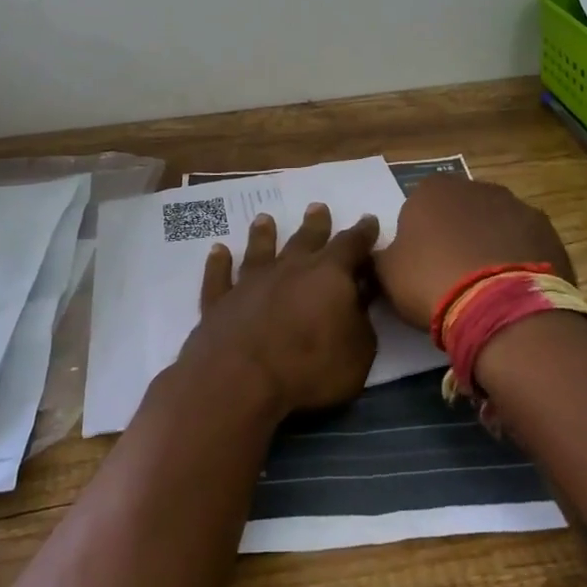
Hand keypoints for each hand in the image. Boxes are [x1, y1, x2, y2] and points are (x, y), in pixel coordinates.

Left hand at [180, 203, 381, 415]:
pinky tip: (218, 251)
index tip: (368, 220)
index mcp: (329, 275)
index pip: (351, 246)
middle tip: (317, 207)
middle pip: (305, 239)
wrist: (241, 379)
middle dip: (315, 224)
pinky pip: (219, 277)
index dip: (362, 233)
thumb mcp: (359, 351)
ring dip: (263, 234)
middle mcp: (289, 268)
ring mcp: (251, 282)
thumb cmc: (310, 368)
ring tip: (264, 219)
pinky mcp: (220, 301)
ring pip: (259, 250)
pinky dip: (218, 263)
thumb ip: (361, 320)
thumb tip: (360, 298)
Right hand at [372, 174, 573, 332]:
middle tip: (452, 275)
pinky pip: (525, 242)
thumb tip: (380, 251)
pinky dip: (519, 258)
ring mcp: (515, 205)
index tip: (421, 266)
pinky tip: (514, 287)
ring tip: (487, 285)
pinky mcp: (546, 229)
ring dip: (490, 244)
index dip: (419, 237)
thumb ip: (381, 255)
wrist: (499, 306)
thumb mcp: (387, 274)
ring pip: (495, 223)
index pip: (418, 207)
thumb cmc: (431, 281)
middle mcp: (475, 186)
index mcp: (432, 189)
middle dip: (457, 235)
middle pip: (460, 211)